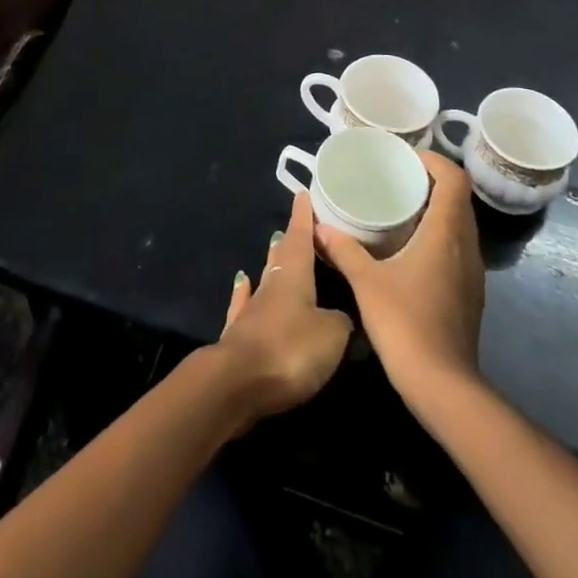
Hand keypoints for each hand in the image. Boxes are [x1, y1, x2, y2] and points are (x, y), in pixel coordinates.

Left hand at [211, 188, 353, 426]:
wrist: (237, 383)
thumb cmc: (290, 349)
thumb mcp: (331, 335)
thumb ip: (340, 321)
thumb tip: (339, 316)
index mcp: (294, 275)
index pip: (300, 236)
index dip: (304, 216)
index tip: (304, 193)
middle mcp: (271, 285)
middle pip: (282, 255)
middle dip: (291, 238)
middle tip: (298, 224)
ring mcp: (251, 309)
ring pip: (265, 277)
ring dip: (272, 262)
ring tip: (275, 245)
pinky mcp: (239, 334)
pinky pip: (245, 304)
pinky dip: (245, 292)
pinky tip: (242, 282)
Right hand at [315, 151, 485, 404]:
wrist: (443, 386)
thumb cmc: (405, 323)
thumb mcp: (366, 282)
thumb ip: (343, 250)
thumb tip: (318, 226)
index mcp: (446, 233)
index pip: (454, 179)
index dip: (434, 161)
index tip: (405, 158)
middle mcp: (466, 246)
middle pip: (459, 198)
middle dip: (431, 181)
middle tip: (396, 178)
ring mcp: (472, 272)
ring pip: (461, 224)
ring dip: (437, 209)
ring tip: (401, 207)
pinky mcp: (469, 293)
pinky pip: (458, 247)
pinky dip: (439, 234)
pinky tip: (410, 247)